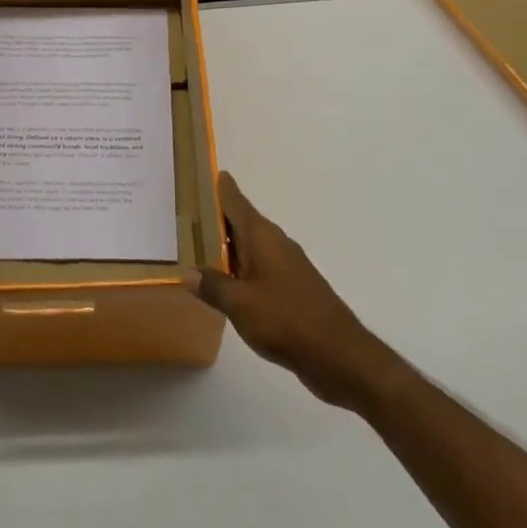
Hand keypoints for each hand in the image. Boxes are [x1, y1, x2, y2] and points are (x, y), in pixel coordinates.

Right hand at [187, 173, 393, 410]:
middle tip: (188, 213)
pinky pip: (260, 268)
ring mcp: (287, 266)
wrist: (339, 355)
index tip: (207, 172)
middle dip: (218, 218)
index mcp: (262, 236)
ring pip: (251, 247)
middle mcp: (275, 243)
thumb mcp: (239, 304)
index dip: (221, 187)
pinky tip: (228, 284)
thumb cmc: (285, 319)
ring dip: (229, 246)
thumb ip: (212, 285)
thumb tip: (188, 272)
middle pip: (242, 222)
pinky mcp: (294, 288)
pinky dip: (242, 269)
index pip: (236, 201)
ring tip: (199, 248)